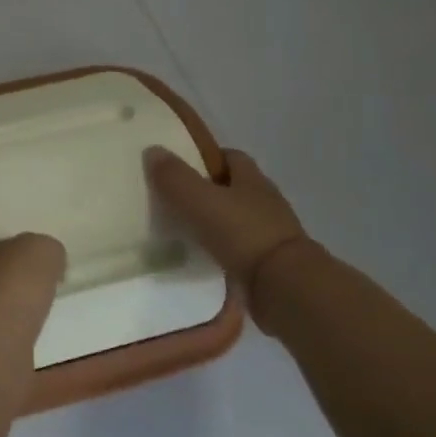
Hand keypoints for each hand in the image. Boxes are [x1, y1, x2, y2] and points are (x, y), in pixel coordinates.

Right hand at [144, 145, 309, 304]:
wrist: (283, 286)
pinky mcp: (269, 263)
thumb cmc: (242, 233)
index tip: (180, 165)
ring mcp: (270, 234)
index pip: (231, 157)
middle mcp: (265, 202)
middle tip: (174, 199)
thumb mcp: (199, 200)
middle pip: (234, 188)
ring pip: (236, 219)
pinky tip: (201, 257)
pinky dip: (221, 249)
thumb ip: (174, 177)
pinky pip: (239, 249)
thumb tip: (152, 150)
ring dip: (215, 222)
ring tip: (182, 230)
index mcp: (252, 180)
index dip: (207, 157)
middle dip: (208, 191)